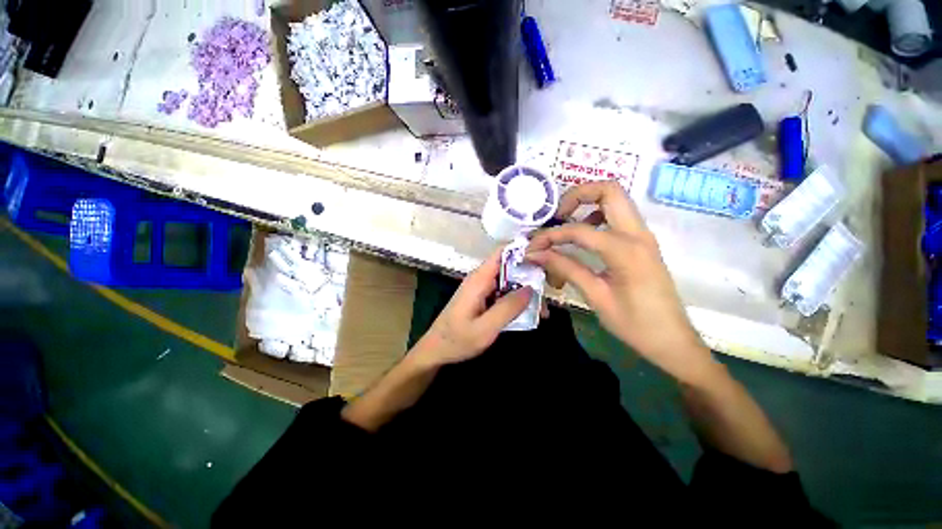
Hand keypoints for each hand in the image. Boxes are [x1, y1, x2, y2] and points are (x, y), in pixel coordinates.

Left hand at [411, 248, 532, 366]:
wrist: (436, 350)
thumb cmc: (457, 340)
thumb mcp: (485, 328)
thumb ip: (508, 308)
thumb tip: (531, 288)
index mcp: (479, 279)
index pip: (502, 253)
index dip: (523, 251)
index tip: (544, 259)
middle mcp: (480, 279)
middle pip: (509, 267)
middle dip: (530, 276)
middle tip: (547, 293)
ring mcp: (481, 288)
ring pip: (508, 281)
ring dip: (525, 292)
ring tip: (542, 310)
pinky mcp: (482, 297)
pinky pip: (503, 293)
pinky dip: (516, 300)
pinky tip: (528, 314)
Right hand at [526, 181, 716, 384]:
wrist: (673, 340)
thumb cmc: (634, 324)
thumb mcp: (595, 296)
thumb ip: (565, 268)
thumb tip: (536, 254)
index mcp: (625, 250)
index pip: (578, 230)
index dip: (550, 236)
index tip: (533, 247)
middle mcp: (638, 234)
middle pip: (609, 190)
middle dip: (577, 195)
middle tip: (556, 216)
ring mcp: (643, 236)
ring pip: (615, 200)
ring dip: (587, 205)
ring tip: (566, 225)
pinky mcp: (642, 243)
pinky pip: (618, 216)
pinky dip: (597, 217)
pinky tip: (584, 239)